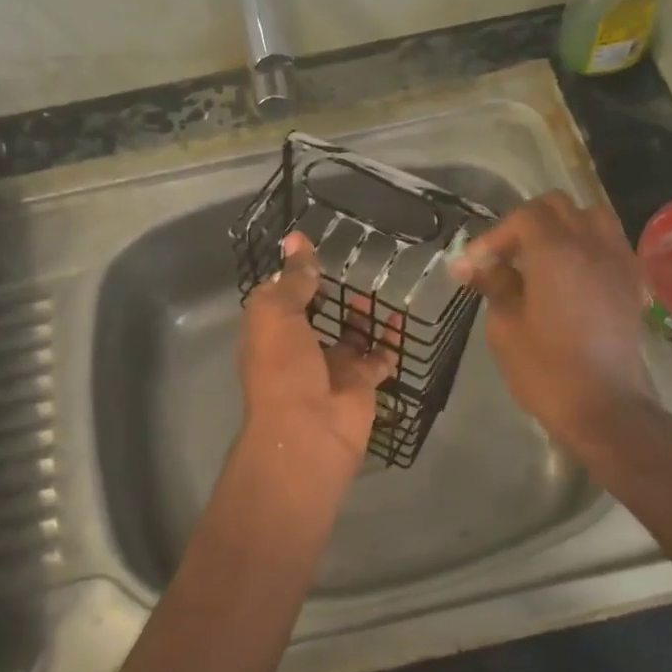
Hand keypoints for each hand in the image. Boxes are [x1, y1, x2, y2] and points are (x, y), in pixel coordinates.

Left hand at [238, 231, 396, 483]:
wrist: (309, 432)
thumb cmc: (284, 368)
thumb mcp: (278, 314)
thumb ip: (292, 279)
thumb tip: (296, 240)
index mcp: (271, 333)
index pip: (280, 298)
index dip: (292, 275)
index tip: (310, 248)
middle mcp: (299, 349)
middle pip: (316, 316)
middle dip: (329, 295)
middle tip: (353, 264)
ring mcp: (332, 368)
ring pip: (350, 335)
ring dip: (362, 315)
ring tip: (377, 286)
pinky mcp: (361, 384)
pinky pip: (379, 357)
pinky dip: (390, 340)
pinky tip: (401, 318)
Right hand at [449, 193, 671, 463]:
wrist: (606, 408)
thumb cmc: (546, 371)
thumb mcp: (505, 327)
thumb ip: (494, 285)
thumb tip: (477, 266)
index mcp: (556, 252)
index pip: (523, 217)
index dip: (493, 236)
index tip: (472, 267)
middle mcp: (592, 245)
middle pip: (557, 207)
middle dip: (525, 224)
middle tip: (503, 257)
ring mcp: (618, 262)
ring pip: (590, 217)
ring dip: (560, 227)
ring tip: (538, 258)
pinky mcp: (632, 283)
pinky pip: (609, 243)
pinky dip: (585, 245)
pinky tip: (569, 275)